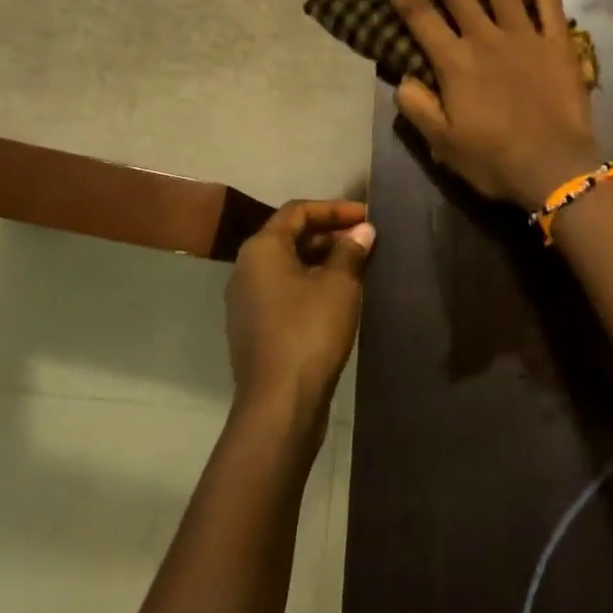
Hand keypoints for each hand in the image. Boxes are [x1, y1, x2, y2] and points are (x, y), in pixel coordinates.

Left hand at [225, 200, 374, 424]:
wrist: (279, 404)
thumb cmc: (309, 332)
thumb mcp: (339, 285)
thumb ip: (351, 251)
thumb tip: (363, 230)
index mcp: (261, 249)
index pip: (297, 211)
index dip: (334, 209)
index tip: (366, 215)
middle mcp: (246, 269)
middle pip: (290, 236)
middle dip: (329, 234)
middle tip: (365, 239)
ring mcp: (246, 301)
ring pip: (288, 266)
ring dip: (322, 260)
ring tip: (357, 265)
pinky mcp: (254, 328)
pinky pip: (284, 291)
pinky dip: (310, 284)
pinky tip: (338, 297)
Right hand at [369, 0, 604, 209]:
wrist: (555, 168)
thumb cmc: (494, 159)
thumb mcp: (443, 142)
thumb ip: (418, 106)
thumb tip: (404, 77)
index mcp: (455, 62)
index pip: (418, 15)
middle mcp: (487, 38)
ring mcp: (526, 37)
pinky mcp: (558, 45)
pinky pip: (550, 8)